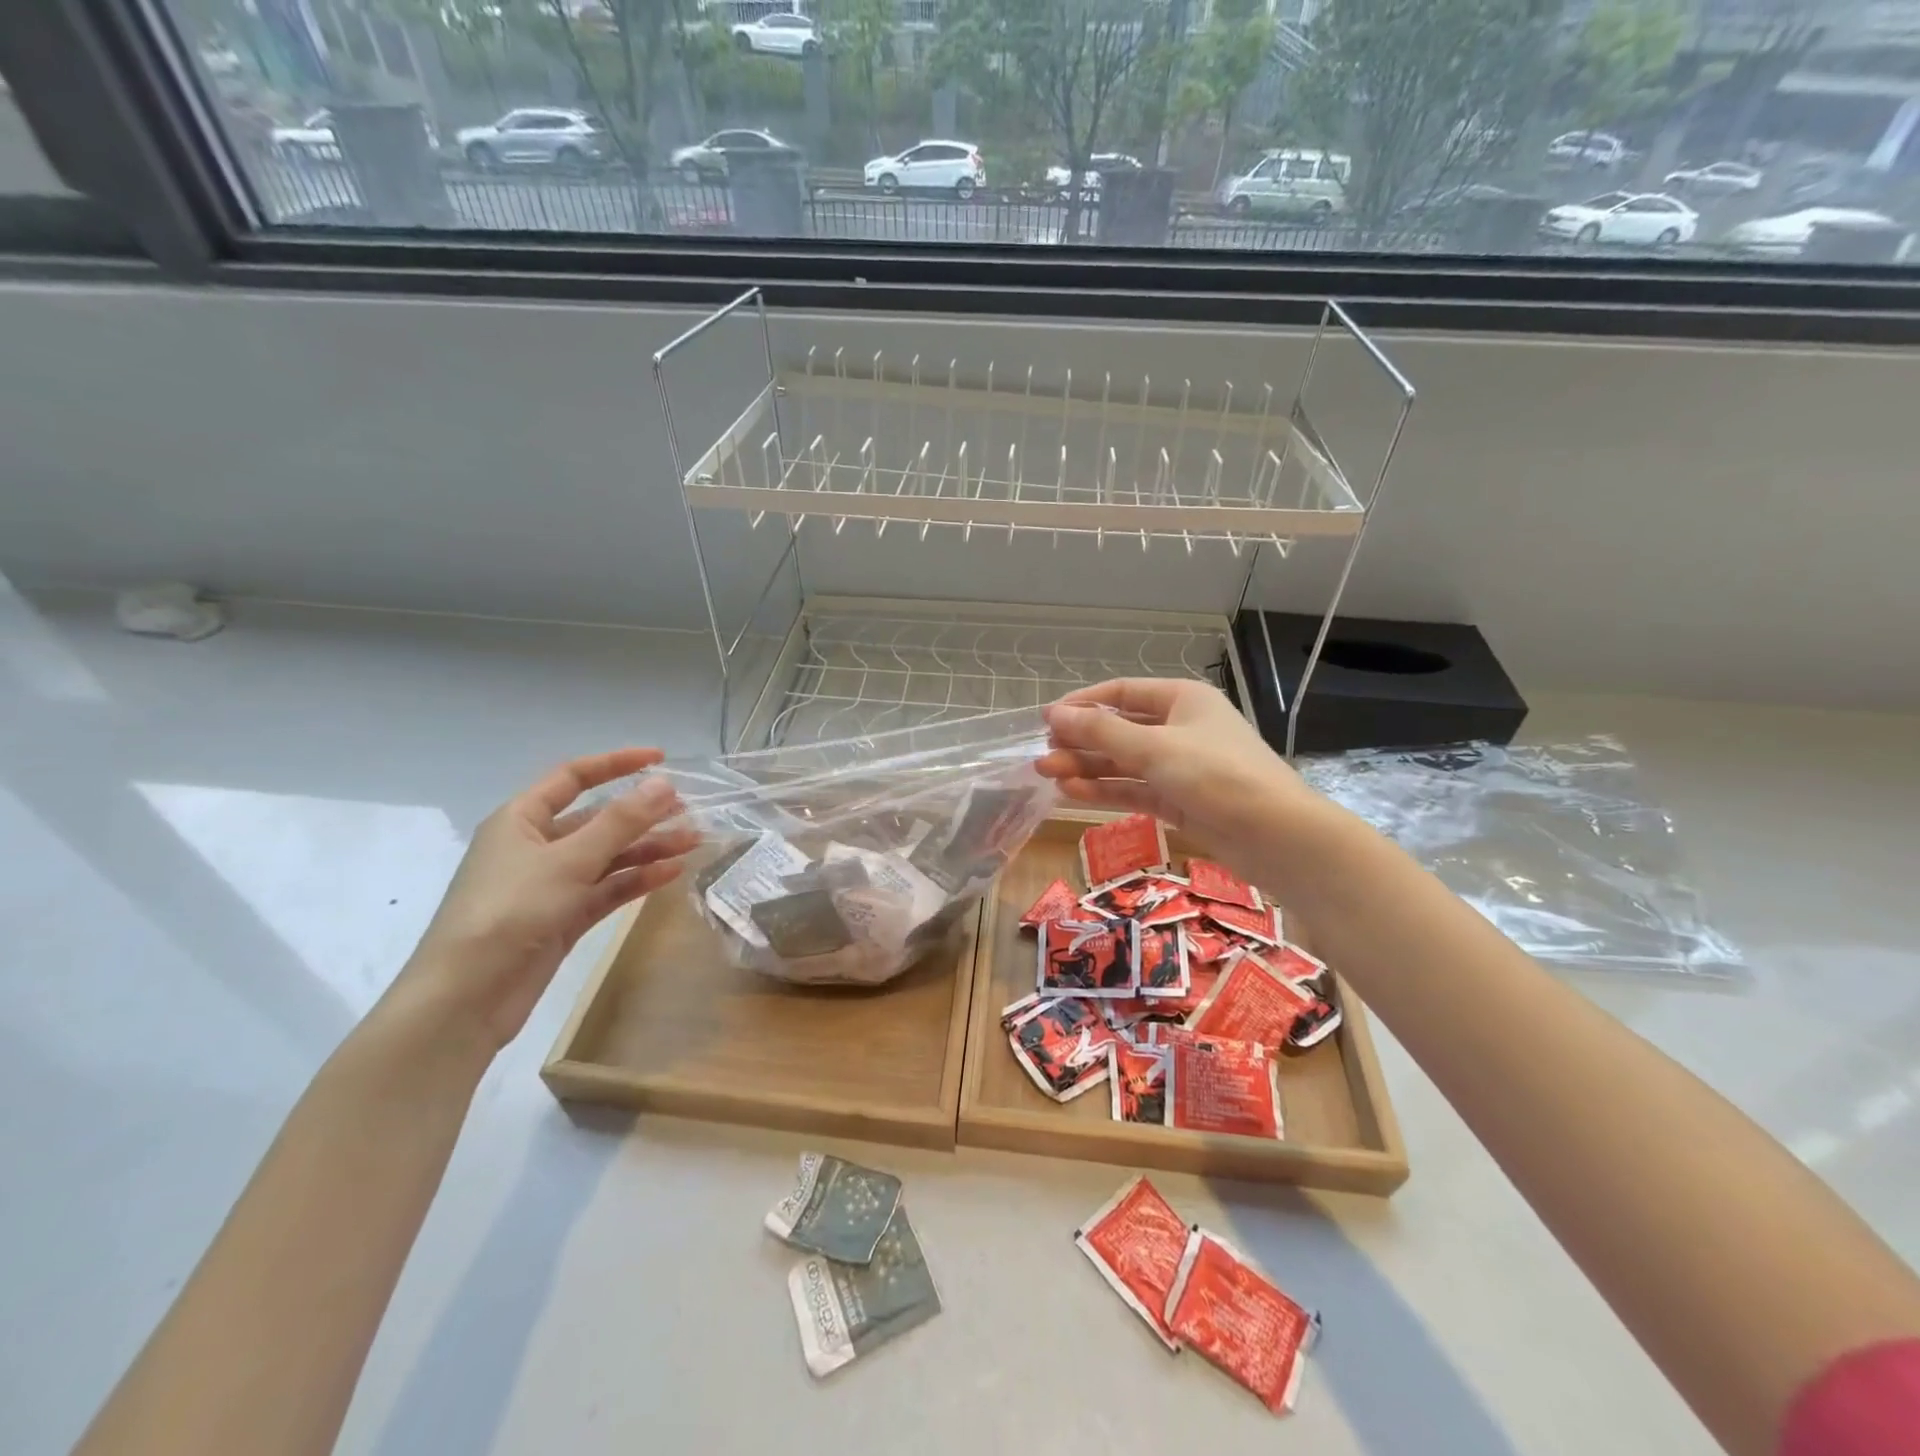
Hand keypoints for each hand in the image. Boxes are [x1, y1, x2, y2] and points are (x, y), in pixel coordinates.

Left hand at [391, 748, 697, 1050]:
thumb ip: (620, 822)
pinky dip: (637, 880)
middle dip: (643, 814)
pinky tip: (671, 874)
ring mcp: (550, 885)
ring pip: (608, 856)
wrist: (466, 999)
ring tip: (693, 842)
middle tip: (689, 811)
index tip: (661, 760)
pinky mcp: (563, 918)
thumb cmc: (509, 912)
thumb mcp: (569, 860)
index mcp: (521, 820)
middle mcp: (536, 847)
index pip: (574, 778)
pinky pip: (607, 889)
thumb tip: (664, 784)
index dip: (617, 764)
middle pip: (598, 819)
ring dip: (648, 848)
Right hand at [1036, 679, 1326, 888]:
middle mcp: (1181, 727)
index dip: (1083, 703)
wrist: (1277, 836)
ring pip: (1124, 762)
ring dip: (1087, 767)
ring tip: (1046, 776)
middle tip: (1042, 756)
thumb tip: (1054, 715)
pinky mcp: (1180, 800)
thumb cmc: (1217, 775)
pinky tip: (1073, 794)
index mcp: (1182, 699)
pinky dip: (1106, 790)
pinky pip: (1135, 789)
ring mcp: (1181, 766)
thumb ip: (1101, 732)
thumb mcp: (1155, 748)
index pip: (1122, 692)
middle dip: (1081, 741)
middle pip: (1120, 728)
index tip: (1046, 720)